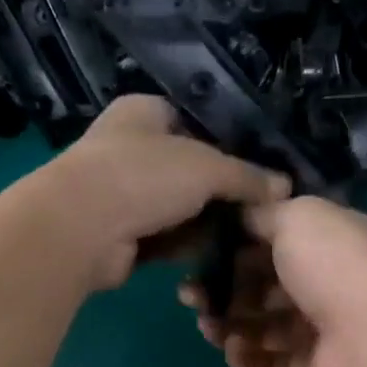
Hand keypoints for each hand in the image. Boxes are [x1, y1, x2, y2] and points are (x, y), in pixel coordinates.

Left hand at [27, 96, 290, 290]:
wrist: (82, 228)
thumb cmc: (143, 176)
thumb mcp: (207, 167)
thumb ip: (247, 176)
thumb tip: (285, 188)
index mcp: (143, 112)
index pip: (194, 121)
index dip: (227, 144)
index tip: (258, 170)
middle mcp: (129, 146)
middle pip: (188, 168)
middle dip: (219, 191)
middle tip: (257, 210)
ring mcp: (120, 192)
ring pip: (177, 206)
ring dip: (204, 222)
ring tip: (243, 235)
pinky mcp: (119, 232)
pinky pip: (164, 236)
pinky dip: (185, 244)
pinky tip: (214, 254)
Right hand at [180, 196, 366, 366]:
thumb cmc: (334, 266)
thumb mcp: (297, 217)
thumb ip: (263, 213)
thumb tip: (241, 216)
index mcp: (329, 244)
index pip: (275, 242)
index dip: (235, 245)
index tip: (198, 251)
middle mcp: (326, 287)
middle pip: (263, 288)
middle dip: (224, 288)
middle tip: (189, 294)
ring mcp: (320, 334)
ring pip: (262, 329)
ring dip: (228, 324)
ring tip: (205, 324)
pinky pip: (270, 366)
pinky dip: (247, 358)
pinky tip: (232, 348)